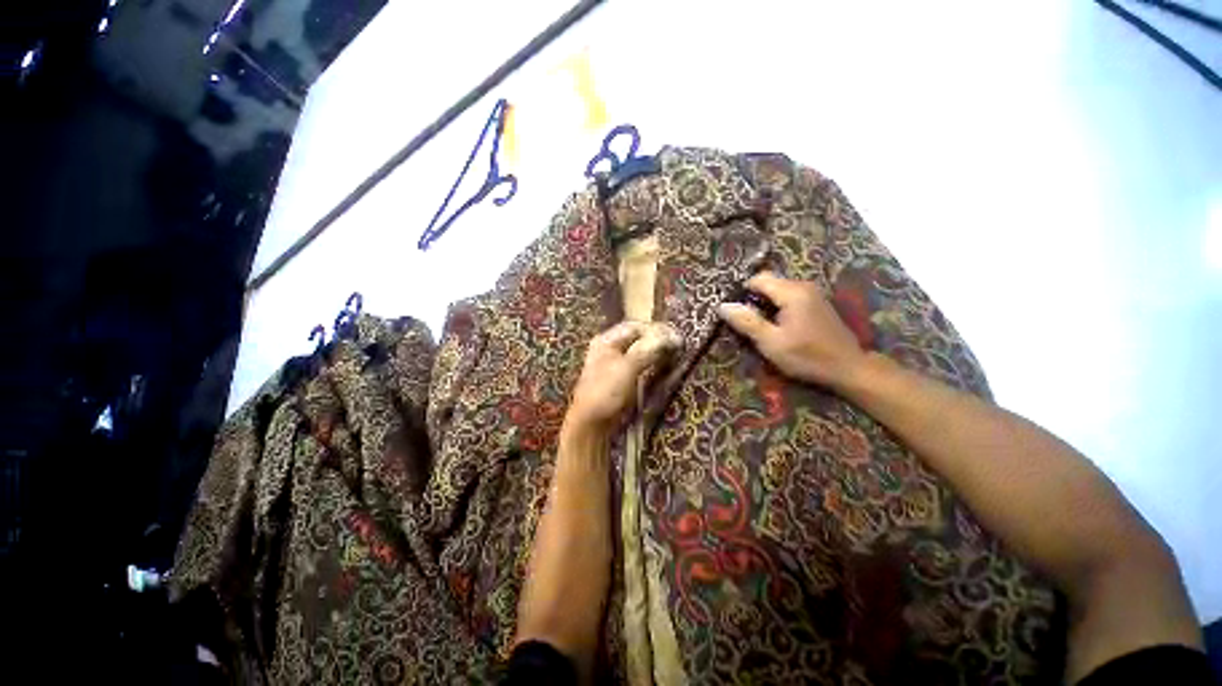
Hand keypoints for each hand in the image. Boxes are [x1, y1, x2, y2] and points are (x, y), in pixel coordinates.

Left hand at [566, 321, 679, 434]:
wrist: (591, 423)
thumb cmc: (606, 391)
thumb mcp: (627, 367)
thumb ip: (648, 349)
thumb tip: (672, 337)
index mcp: (606, 340)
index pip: (634, 327)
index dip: (655, 329)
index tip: (674, 335)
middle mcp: (610, 348)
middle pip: (637, 338)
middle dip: (657, 340)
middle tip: (677, 345)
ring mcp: (615, 364)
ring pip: (640, 352)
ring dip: (656, 352)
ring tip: (674, 355)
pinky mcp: (622, 378)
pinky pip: (640, 365)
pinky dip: (652, 364)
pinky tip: (663, 366)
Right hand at [717, 272, 866, 388]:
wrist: (849, 368)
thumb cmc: (807, 357)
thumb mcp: (771, 342)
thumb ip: (747, 322)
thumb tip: (722, 306)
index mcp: (792, 292)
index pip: (758, 279)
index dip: (741, 292)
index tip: (734, 312)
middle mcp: (803, 286)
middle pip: (768, 282)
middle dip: (753, 298)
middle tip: (745, 321)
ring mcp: (812, 293)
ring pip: (778, 289)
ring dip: (765, 303)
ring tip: (758, 325)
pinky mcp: (817, 302)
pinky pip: (789, 296)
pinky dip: (777, 306)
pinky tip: (776, 325)